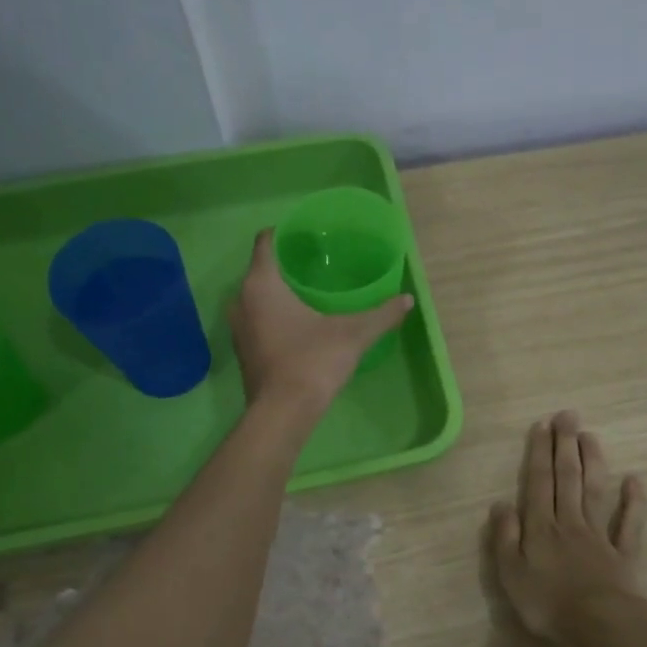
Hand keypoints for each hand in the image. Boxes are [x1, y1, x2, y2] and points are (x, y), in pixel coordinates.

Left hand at [229, 229, 413, 415]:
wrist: (282, 413)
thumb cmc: (312, 362)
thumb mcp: (353, 335)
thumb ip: (381, 314)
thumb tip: (408, 299)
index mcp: (262, 284)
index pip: (266, 241)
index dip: (286, 233)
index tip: (310, 236)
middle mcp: (241, 300)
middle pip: (262, 268)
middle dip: (288, 264)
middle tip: (319, 263)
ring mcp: (238, 327)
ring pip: (258, 296)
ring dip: (280, 292)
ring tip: (311, 292)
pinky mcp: (243, 350)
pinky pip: (257, 319)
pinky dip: (274, 314)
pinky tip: (299, 324)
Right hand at [488, 412, 646, 641]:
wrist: (600, 624)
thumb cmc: (548, 603)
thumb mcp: (511, 574)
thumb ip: (505, 537)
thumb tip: (500, 503)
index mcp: (541, 527)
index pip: (538, 482)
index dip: (539, 453)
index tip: (543, 425)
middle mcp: (569, 522)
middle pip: (568, 478)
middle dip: (566, 445)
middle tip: (568, 416)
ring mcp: (599, 536)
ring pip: (595, 491)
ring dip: (593, 461)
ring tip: (590, 436)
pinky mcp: (623, 553)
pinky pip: (628, 523)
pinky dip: (633, 501)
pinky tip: (635, 480)